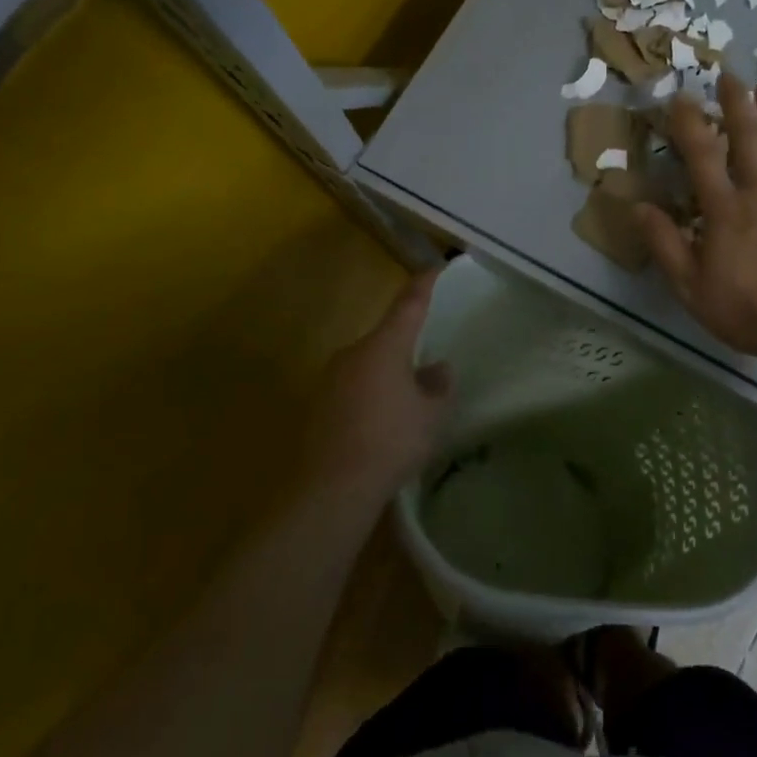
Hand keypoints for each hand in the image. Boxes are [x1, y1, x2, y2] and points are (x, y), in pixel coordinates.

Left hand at [303, 272, 452, 497]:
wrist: (331, 487)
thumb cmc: (391, 442)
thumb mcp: (431, 415)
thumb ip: (438, 386)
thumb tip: (437, 368)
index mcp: (385, 346)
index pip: (408, 304)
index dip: (424, 285)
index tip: (436, 269)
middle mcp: (353, 352)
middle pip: (386, 337)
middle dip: (407, 346)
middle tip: (429, 365)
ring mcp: (331, 378)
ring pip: (368, 364)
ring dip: (387, 374)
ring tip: (408, 403)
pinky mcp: (318, 404)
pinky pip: (353, 388)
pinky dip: (370, 396)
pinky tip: (381, 424)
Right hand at [634, 74, 756, 362]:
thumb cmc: (752, 312)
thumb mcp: (693, 289)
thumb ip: (666, 245)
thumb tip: (638, 206)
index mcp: (726, 210)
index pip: (702, 155)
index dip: (689, 123)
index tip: (682, 97)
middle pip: (748, 136)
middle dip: (736, 102)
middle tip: (729, 76)